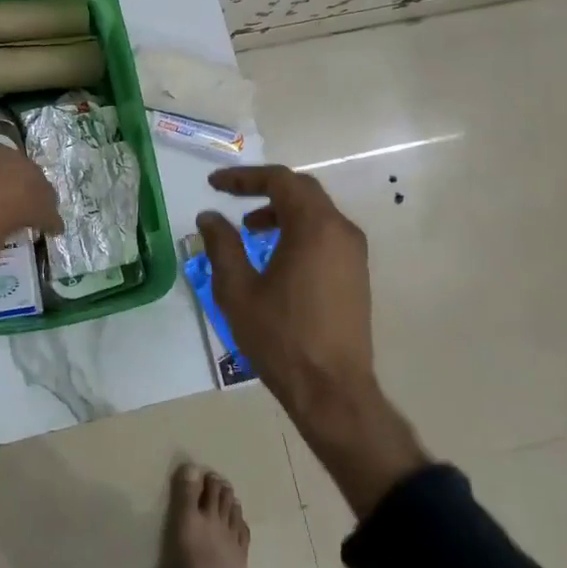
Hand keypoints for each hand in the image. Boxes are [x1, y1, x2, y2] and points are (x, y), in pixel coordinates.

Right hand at [196, 164, 426, 515]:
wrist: (332, 390)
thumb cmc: (281, 337)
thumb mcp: (238, 289)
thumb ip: (222, 245)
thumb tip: (210, 217)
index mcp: (314, 227)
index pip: (279, 181)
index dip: (244, 177)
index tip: (214, 184)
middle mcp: (340, 230)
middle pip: (301, 190)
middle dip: (263, 189)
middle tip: (231, 197)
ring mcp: (353, 253)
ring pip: (316, 212)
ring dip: (281, 211)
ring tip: (250, 229)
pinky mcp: (356, 274)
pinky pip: (325, 234)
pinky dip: (298, 230)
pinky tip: (275, 255)